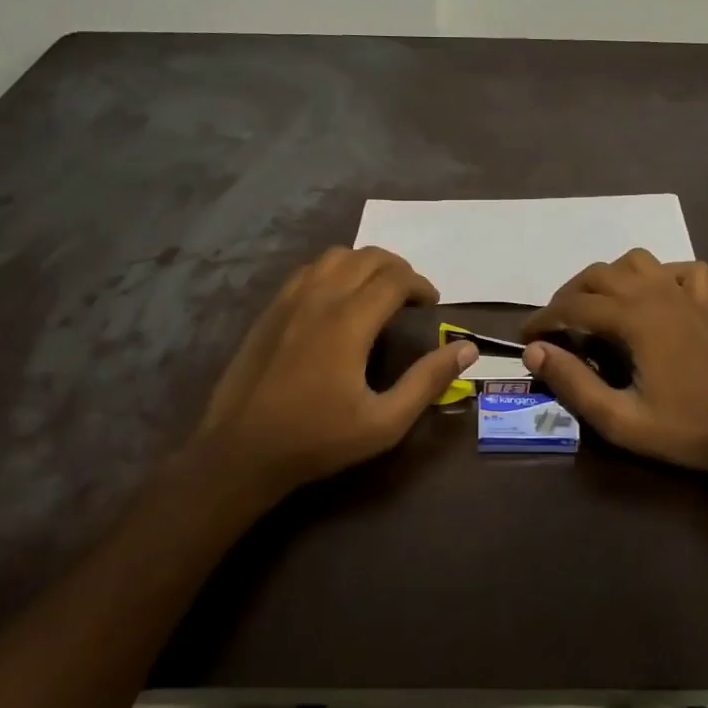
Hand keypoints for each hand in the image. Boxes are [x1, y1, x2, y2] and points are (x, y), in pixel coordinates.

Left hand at [190, 247, 476, 499]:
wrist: (241, 451)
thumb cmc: (317, 439)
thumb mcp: (384, 422)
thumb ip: (428, 381)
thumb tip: (467, 348)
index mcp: (349, 321)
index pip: (394, 279)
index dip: (420, 285)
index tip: (432, 303)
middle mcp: (320, 298)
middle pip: (366, 257)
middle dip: (397, 268)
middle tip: (411, 295)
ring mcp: (290, 301)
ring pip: (334, 256)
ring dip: (364, 263)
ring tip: (378, 290)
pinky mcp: (270, 310)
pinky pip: (308, 271)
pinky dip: (334, 271)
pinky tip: (338, 299)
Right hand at [521, 250, 707, 486]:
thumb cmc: (684, 429)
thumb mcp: (619, 419)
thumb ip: (573, 383)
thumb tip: (535, 352)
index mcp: (634, 318)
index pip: (573, 306)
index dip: (542, 319)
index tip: (525, 338)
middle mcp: (657, 293)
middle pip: (598, 274)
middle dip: (568, 296)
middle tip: (555, 327)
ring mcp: (685, 294)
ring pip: (635, 261)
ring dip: (607, 278)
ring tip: (596, 308)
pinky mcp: (706, 304)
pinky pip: (679, 270)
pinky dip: (659, 275)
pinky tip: (652, 297)